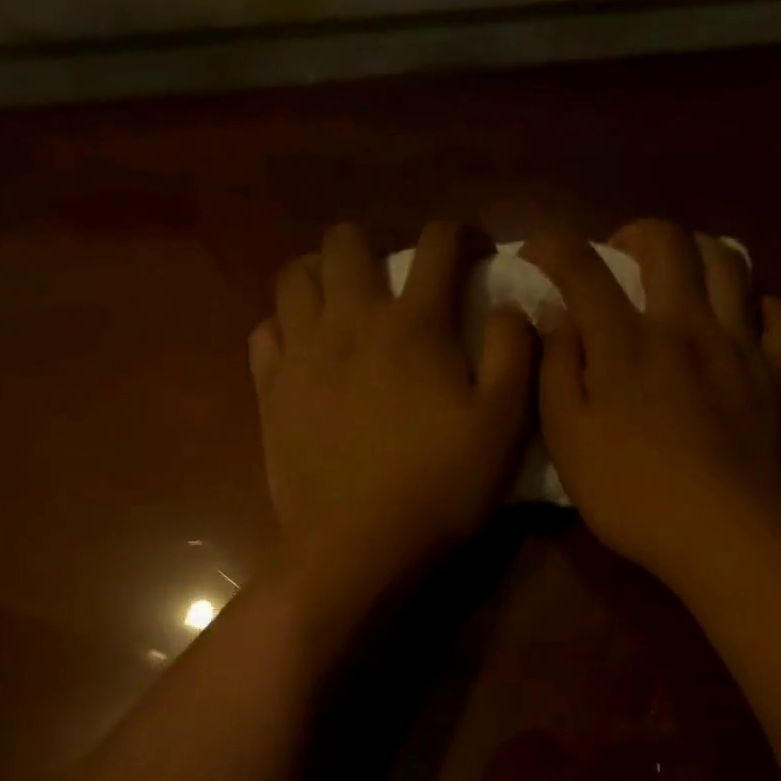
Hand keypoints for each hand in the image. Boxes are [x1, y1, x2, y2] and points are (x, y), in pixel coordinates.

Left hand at [249, 221, 537, 587]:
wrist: (358, 548)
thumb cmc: (440, 488)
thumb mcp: (504, 425)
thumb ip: (514, 353)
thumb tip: (509, 306)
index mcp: (414, 325)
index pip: (438, 244)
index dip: (461, 233)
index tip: (473, 248)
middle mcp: (350, 321)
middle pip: (346, 240)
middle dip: (375, 244)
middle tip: (395, 279)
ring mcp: (301, 354)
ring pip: (295, 276)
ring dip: (323, 275)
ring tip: (344, 303)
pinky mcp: (270, 391)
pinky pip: (265, 330)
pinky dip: (286, 325)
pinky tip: (305, 349)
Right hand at [522, 220, 780, 589]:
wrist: (723, 534)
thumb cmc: (632, 494)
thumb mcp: (568, 440)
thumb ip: (555, 372)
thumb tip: (558, 321)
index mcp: (626, 342)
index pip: (584, 268)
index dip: (553, 248)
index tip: (536, 253)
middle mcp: (686, 325)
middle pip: (669, 242)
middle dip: (635, 232)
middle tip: (618, 258)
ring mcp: (740, 345)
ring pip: (730, 261)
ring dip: (698, 253)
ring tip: (679, 277)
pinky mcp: (778, 374)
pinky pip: (780, 315)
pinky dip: (758, 306)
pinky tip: (740, 323)